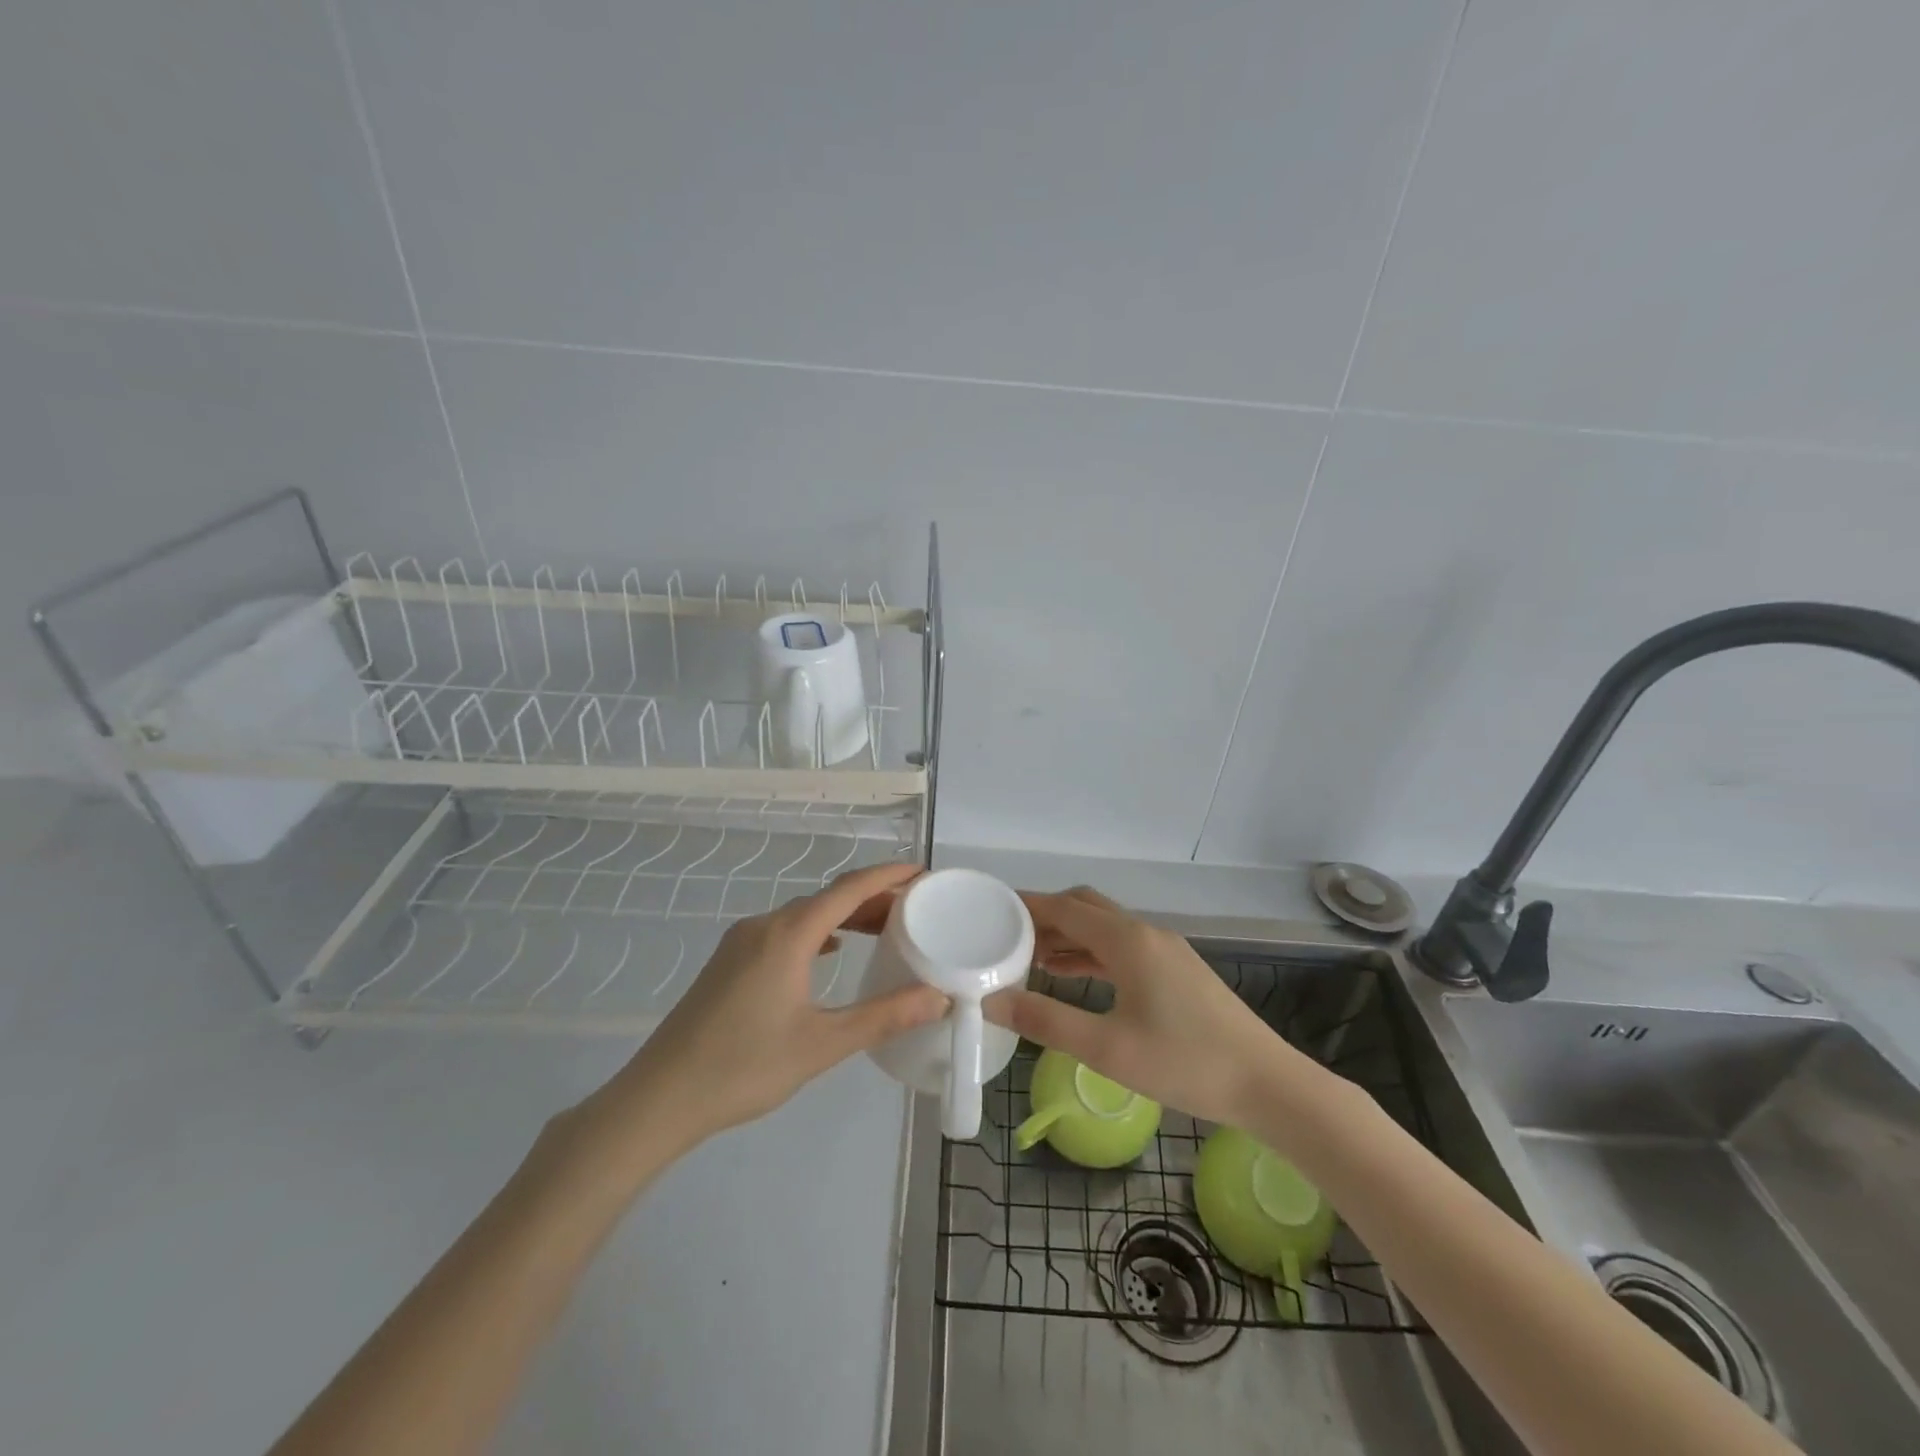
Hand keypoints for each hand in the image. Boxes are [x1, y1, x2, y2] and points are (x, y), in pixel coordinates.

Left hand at [588, 862, 948, 1150]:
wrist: (660, 1097)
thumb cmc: (744, 1067)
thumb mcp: (822, 1044)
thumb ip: (884, 1016)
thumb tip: (938, 997)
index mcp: (788, 935)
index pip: (848, 889)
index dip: (888, 875)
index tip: (922, 872)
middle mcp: (764, 926)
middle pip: (827, 897)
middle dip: (872, 897)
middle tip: (914, 908)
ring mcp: (741, 942)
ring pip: (804, 913)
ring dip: (844, 915)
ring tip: (882, 929)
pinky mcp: (728, 961)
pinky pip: (784, 930)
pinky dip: (817, 932)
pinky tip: (830, 952)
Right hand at [986, 886, 1302, 1124]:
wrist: (1268, 1084)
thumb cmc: (1185, 1063)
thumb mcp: (1107, 1049)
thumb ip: (1046, 1022)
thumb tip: (992, 1001)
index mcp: (1128, 941)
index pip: (1065, 908)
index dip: (1027, 906)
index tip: (992, 911)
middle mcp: (1146, 933)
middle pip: (1085, 909)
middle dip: (1046, 918)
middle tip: (1007, 939)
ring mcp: (1165, 950)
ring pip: (1105, 928)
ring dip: (1068, 937)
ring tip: (1030, 959)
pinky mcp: (1177, 970)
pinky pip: (1122, 948)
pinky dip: (1092, 954)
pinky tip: (1074, 975)